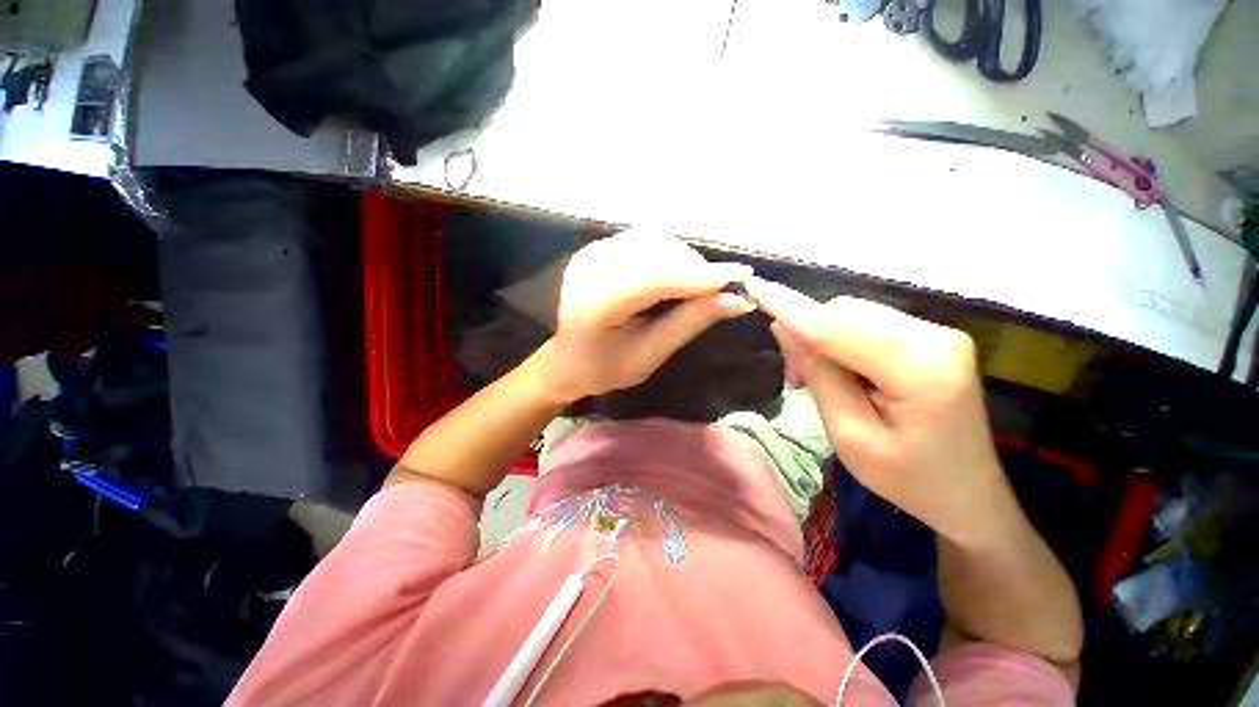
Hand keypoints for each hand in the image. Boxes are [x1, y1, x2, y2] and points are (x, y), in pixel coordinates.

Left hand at [542, 231, 754, 401]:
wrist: (568, 360)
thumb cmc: (605, 368)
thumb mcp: (649, 355)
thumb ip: (688, 324)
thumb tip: (737, 300)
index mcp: (594, 305)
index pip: (653, 280)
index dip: (698, 277)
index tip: (741, 276)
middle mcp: (587, 270)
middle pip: (654, 252)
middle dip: (694, 267)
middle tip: (720, 288)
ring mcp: (589, 254)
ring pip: (651, 239)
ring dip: (683, 258)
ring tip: (699, 283)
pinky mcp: (595, 249)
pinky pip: (642, 240)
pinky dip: (667, 253)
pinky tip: (676, 273)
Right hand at [744, 278, 1018, 547]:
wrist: (967, 494)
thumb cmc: (907, 478)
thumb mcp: (849, 435)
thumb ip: (820, 375)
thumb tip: (785, 329)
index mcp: (920, 368)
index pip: (836, 327)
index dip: (789, 307)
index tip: (754, 286)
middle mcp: (935, 336)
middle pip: (846, 312)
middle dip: (806, 334)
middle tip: (794, 379)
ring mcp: (937, 332)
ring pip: (853, 314)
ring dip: (821, 337)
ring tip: (814, 378)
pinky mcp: (930, 336)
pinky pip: (867, 323)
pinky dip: (840, 340)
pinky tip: (840, 369)